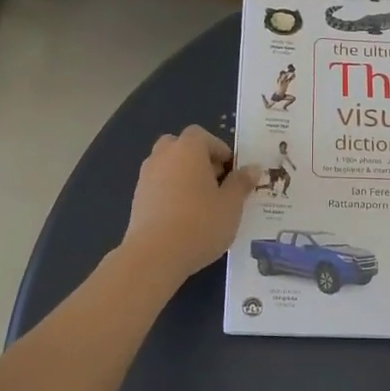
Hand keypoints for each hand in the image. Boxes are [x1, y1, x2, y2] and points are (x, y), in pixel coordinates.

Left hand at [121, 125, 258, 283]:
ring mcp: (146, 177)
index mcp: (188, 149)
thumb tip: (253, 168)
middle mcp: (163, 156)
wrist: (155, 255)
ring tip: (201, 202)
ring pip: (167, 166)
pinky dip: (170, 193)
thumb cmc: (200, 223)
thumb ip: (241, 183)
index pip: (202, 135)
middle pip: (180, 147)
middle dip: (198, 159)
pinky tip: (184, 217)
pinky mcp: (137, 200)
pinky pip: (158, 186)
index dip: (219, 149)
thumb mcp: (231, 204)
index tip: (232, 170)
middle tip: (216, 182)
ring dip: (183, 176)